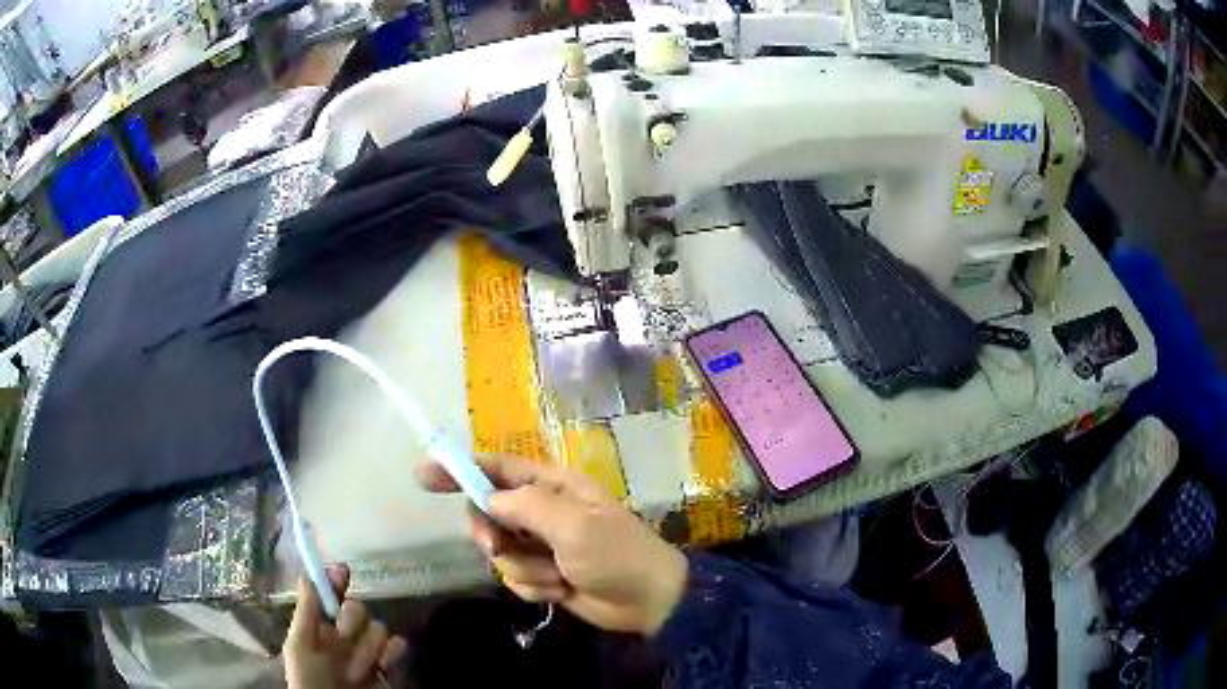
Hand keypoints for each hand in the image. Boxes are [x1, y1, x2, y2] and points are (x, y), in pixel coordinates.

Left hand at [284, 564, 407, 688]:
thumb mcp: (299, 647)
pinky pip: (398, 647)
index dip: (335, 582)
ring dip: (369, 645)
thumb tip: (307, 577)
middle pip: (357, 609)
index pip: (330, 597)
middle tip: (344, 638)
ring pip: (378, 627)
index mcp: (320, 630)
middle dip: (353, 621)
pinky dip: (394, 650)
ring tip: (359, 668)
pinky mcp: (389, 667)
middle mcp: (345, 638)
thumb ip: (305, 614)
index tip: (342, 570)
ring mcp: (368, 653)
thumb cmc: (310, 681)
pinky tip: (385, 660)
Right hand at [417, 455, 687, 635]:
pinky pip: (515, 579)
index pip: (497, 468)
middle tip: (498, 547)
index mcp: (553, 487)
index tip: (423, 476)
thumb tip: (488, 498)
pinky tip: (562, 590)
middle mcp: (543, 512)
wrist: (648, 602)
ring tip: (557, 575)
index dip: (460, 468)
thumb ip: (527, 506)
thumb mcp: (574, 525)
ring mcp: (542, 546)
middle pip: (487, 513)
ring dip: (524, 569)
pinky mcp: (544, 575)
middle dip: (491, 534)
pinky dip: (534, 587)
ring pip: (500, 552)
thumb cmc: (617, 554)